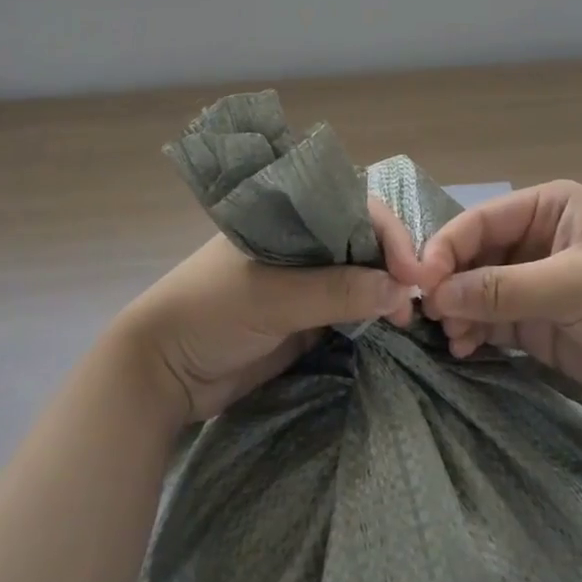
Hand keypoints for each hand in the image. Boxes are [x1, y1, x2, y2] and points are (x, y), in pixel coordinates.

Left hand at [113, 197, 423, 423]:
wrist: (163, 374)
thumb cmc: (210, 312)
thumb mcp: (272, 297)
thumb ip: (336, 291)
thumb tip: (402, 290)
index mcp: (288, 217)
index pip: (351, 207)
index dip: (386, 231)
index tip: (411, 269)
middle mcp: (302, 242)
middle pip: (362, 239)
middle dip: (393, 261)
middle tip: (417, 297)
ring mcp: (305, 281)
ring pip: (360, 274)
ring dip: (386, 291)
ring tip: (407, 318)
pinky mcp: (306, 318)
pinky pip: (350, 309)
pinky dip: (373, 315)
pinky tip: (393, 326)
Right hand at [414, 180, 581, 424]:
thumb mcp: (572, 286)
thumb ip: (503, 289)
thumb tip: (437, 294)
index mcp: (549, 207)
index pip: (481, 220)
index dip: (447, 247)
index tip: (419, 281)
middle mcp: (538, 239)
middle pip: (477, 255)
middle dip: (452, 282)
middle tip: (427, 316)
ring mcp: (540, 283)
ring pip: (481, 290)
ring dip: (461, 311)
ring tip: (450, 339)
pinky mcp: (543, 324)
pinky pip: (496, 322)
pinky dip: (476, 333)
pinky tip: (464, 349)